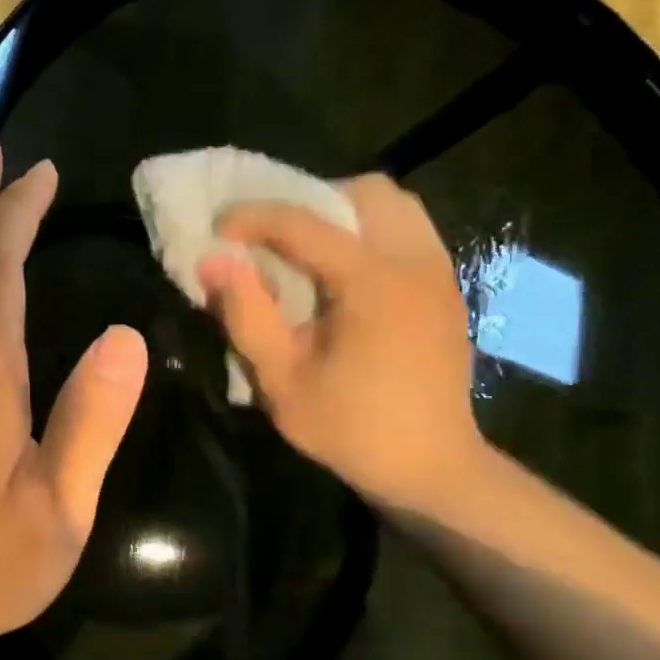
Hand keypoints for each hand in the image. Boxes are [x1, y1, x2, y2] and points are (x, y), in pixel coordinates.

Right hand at [198, 173, 484, 511]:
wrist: (430, 467)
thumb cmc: (350, 429)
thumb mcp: (281, 380)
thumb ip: (245, 314)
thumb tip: (213, 261)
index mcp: (372, 282)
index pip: (305, 223)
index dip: (253, 217)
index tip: (216, 228)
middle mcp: (414, 261)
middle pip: (366, 192)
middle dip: (311, 201)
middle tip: (275, 240)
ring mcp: (439, 272)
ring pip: (395, 207)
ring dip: (345, 215)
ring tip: (309, 254)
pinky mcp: (447, 289)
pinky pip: (409, 233)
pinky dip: (370, 236)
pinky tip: (344, 280)